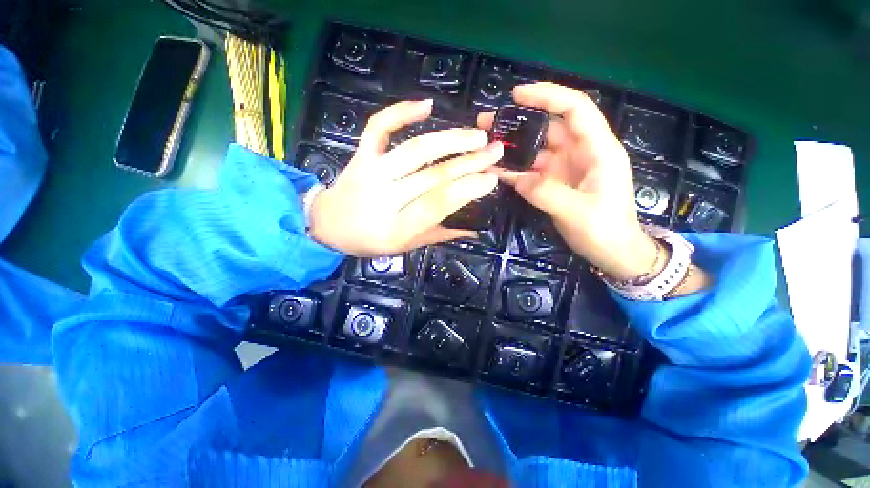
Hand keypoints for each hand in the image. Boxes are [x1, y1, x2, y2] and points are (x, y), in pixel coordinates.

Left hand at [310, 99, 502, 257]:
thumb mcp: (406, 246)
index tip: (491, 180)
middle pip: (431, 175)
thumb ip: (440, 234)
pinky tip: (426, 105)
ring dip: (449, 140)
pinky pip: (379, 127)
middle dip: (468, 162)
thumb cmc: (370, 241)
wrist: (329, 224)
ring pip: (414, 150)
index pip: (437, 204)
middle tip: (495, 152)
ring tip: (476, 135)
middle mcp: (383, 197)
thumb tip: (475, 228)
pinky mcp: (361, 154)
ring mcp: (370, 172)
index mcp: (395, 228)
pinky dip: (401, 111)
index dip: (468, 190)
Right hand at [478, 82, 656, 280]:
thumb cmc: (605, 230)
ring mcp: (563, 169)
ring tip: (484, 146)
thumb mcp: (578, 212)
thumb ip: (546, 192)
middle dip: (519, 122)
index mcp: (597, 150)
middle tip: (488, 122)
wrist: (612, 252)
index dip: (547, 96)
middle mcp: (579, 153)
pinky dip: (513, 170)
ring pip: (535, 150)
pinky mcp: (553, 184)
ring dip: (511, 147)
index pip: (574, 109)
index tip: (517, 95)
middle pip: (548, 128)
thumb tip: (517, 179)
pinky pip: (530, 172)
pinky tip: (494, 169)